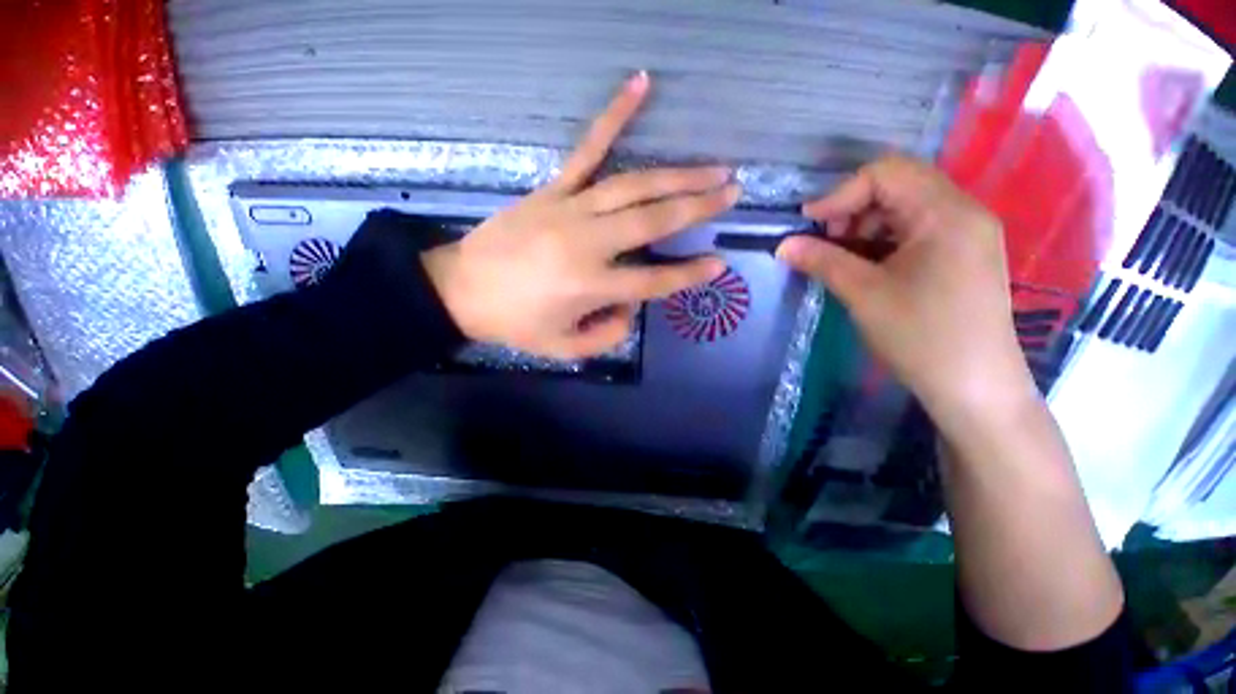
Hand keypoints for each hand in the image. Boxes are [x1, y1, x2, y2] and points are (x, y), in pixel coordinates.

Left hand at [422, 71, 737, 359]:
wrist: (459, 290)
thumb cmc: (515, 323)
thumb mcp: (564, 347)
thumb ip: (607, 335)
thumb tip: (630, 307)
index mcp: (591, 285)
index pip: (654, 281)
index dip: (689, 275)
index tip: (718, 264)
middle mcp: (587, 242)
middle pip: (653, 220)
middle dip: (698, 206)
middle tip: (732, 192)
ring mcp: (569, 208)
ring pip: (634, 185)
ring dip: (678, 175)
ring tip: (713, 168)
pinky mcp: (553, 189)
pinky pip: (587, 149)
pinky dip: (614, 115)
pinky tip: (640, 84)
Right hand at [777, 155, 1035, 432]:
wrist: (974, 387)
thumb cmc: (921, 336)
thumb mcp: (864, 294)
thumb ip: (822, 261)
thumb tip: (782, 245)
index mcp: (947, 213)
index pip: (887, 173)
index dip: (840, 193)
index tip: (807, 224)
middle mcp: (963, 212)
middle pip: (898, 185)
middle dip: (852, 209)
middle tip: (824, 242)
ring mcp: (966, 234)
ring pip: (905, 209)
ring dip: (864, 226)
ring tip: (840, 258)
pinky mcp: (961, 255)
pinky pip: (915, 231)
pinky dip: (882, 241)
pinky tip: (864, 266)